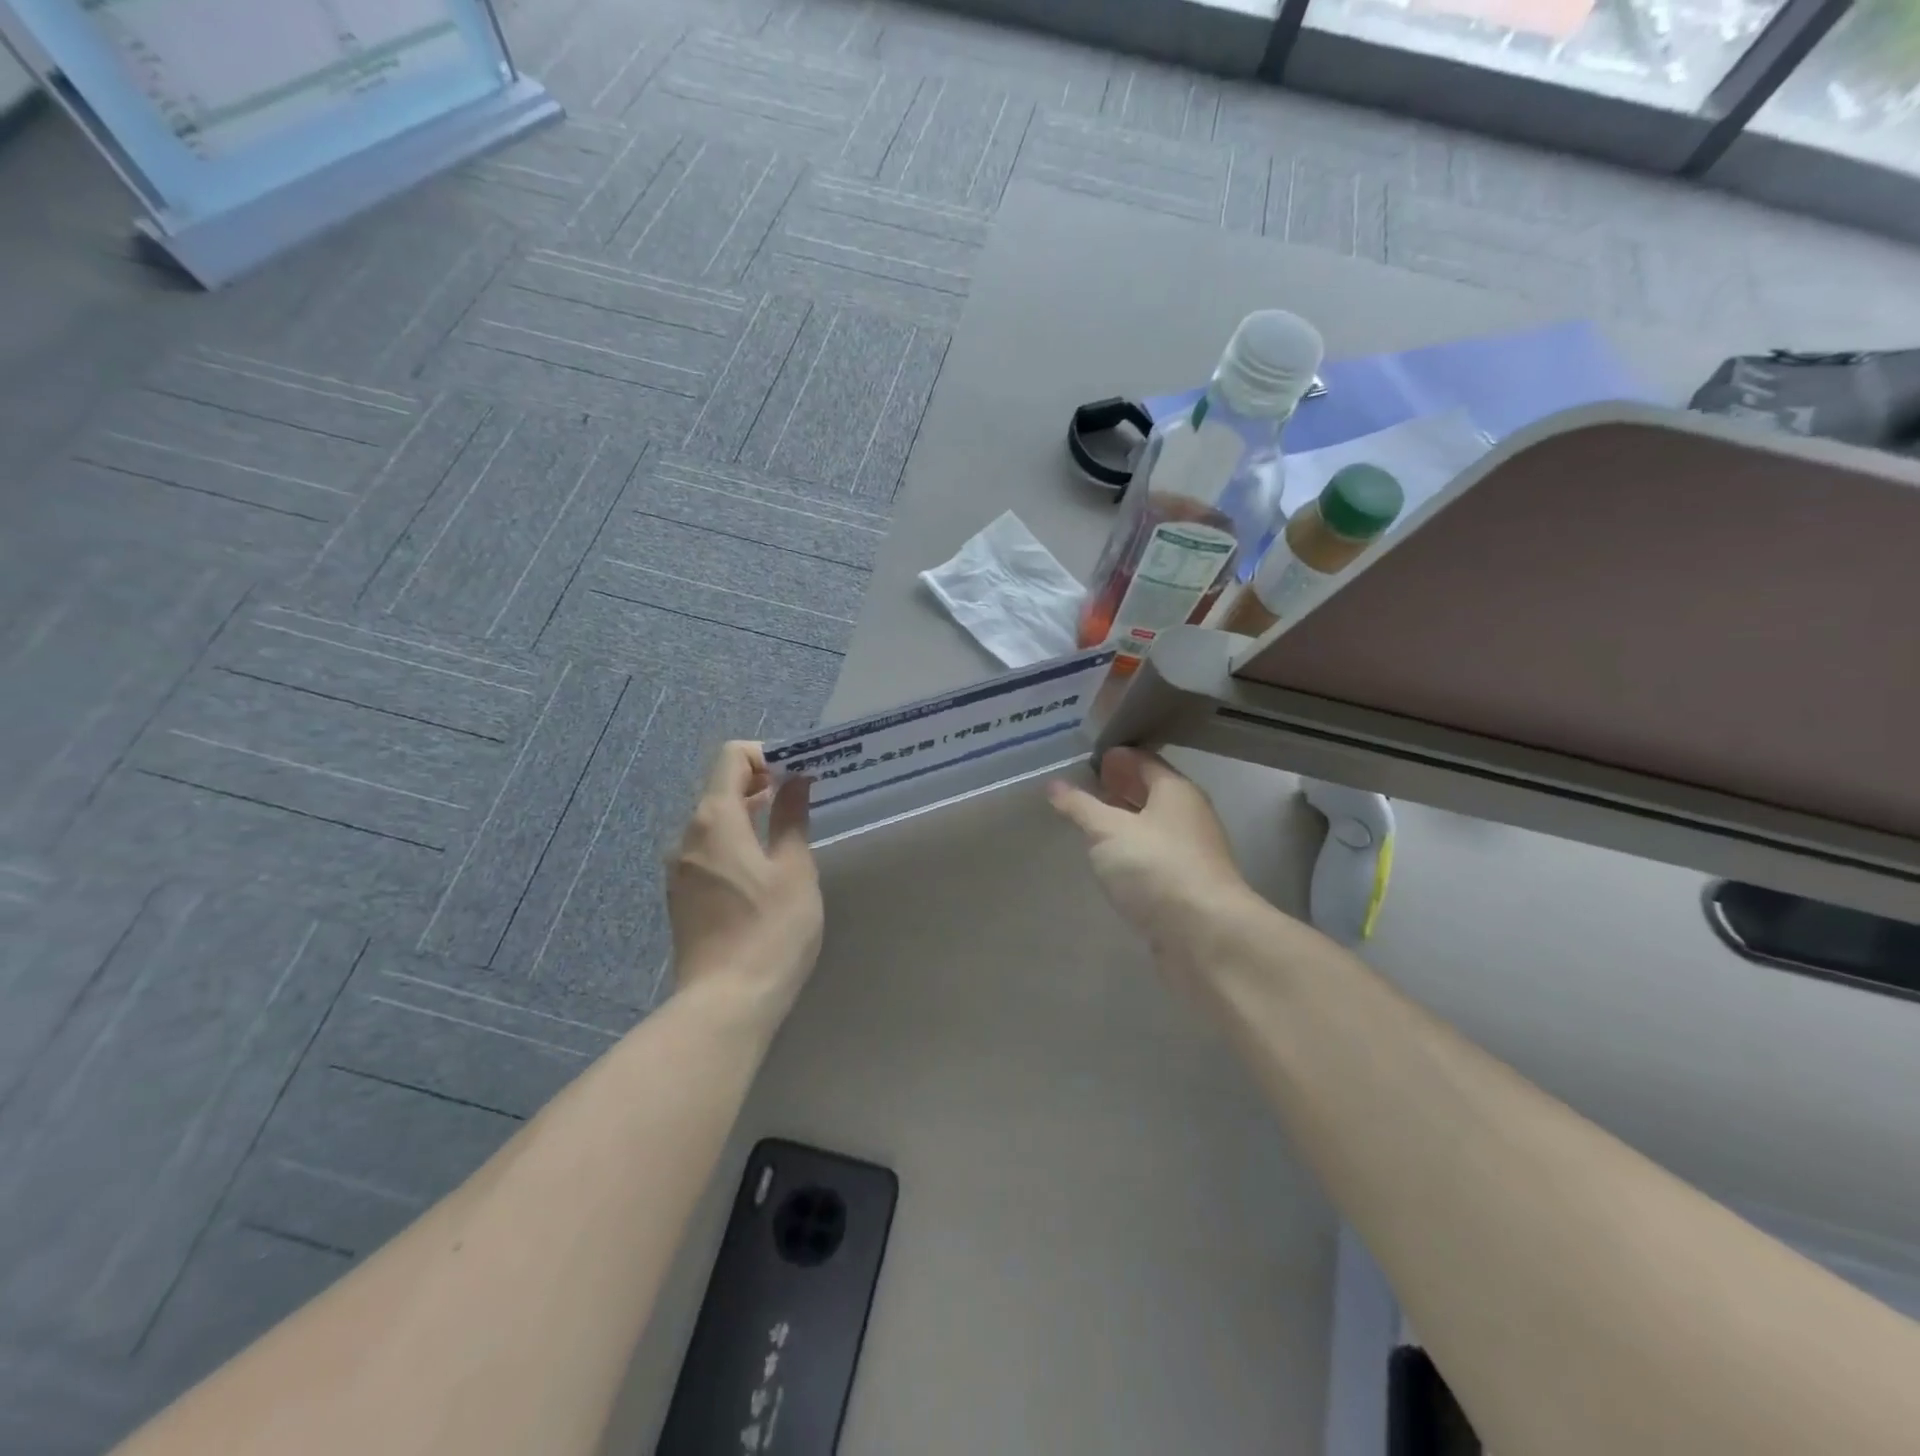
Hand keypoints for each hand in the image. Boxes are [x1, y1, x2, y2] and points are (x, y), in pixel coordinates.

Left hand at [668, 741, 822, 1019]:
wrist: (726, 1003)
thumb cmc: (771, 930)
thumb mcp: (794, 869)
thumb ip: (792, 817)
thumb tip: (796, 780)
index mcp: (716, 819)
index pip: (732, 757)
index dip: (767, 755)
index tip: (799, 774)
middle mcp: (688, 835)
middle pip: (721, 787)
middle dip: (761, 783)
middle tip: (802, 798)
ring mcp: (679, 867)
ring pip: (714, 820)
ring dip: (749, 813)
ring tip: (787, 831)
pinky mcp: (681, 895)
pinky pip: (708, 849)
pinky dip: (735, 841)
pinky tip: (763, 868)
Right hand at [1047, 748, 1256, 974]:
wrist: (1205, 936)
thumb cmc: (1156, 867)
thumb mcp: (1108, 831)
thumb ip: (1081, 807)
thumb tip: (1054, 785)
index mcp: (1176, 791)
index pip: (1145, 761)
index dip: (1118, 757)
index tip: (1089, 758)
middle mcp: (1188, 816)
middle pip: (1152, 793)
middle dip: (1121, 787)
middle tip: (1086, 787)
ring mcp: (1190, 853)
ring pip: (1152, 826)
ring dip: (1125, 821)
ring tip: (1091, 822)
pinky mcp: (1185, 886)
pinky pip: (1153, 856)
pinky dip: (1132, 851)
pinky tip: (1111, 860)